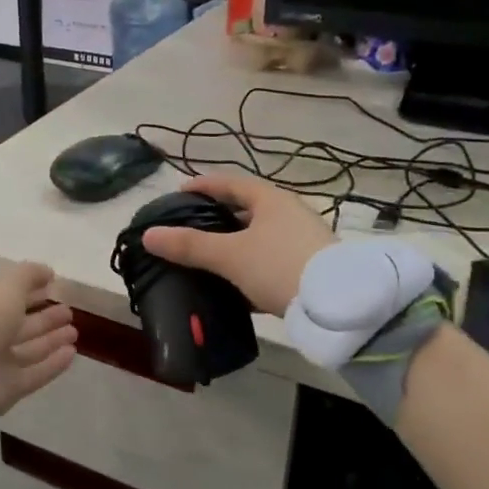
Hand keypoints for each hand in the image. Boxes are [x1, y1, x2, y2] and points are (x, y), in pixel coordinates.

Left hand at [0, 262, 78, 416]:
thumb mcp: (7, 285)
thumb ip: (29, 275)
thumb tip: (48, 272)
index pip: (10, 297)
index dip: (31, 291)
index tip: (54, 286)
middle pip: (22, 325)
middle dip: (45, 318)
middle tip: (69, 312)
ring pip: (30, 350)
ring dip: (52, 340)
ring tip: (74, 331)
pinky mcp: (9, 388)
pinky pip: (36, 373)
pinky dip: (54, 364)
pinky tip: (72, 352)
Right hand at [140, 174, 334, 317]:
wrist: (338, 305)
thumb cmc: (279, 266)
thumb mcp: (230, 256)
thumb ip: (189, 246)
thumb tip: (149, 235)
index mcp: (270, 200)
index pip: (231, 183)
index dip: (204, 185)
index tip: (180, 191)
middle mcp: (289, 213)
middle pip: (246, 209)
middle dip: (217, 217)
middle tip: (190, 227)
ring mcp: (302, 240)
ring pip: (258, 237)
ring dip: (234, 244)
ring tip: (207, 257)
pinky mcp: (309, 267)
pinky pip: (270, 260)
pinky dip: (249, 266)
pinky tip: (235, 285)